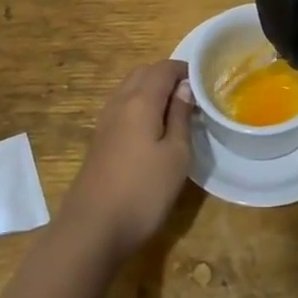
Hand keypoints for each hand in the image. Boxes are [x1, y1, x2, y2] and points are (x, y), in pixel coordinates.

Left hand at [60, 60, 193, 259]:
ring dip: (151, 90)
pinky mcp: (99, 140)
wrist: (92, 228)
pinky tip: (151, 129)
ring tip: (174, 111)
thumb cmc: (143, 191)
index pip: (164, 68)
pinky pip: (122, 107)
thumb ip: (181, 116)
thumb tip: (185, 88)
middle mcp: (120, 102)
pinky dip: (139, 105)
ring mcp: (105, 121)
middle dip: (167, 76)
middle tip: (190, 95)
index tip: (204, 82)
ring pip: (130, 89)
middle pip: (143, 73)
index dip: (184, 69)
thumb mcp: (176, 155)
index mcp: (141, 100)